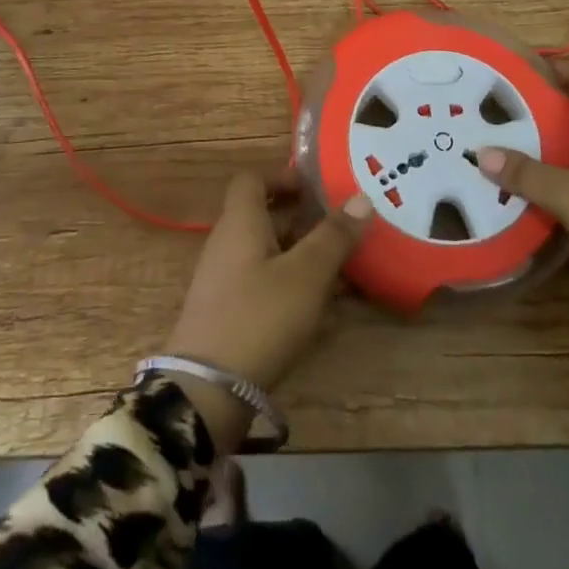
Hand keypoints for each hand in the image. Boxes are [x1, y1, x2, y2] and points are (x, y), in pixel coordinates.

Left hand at [161, 171, 371, 452]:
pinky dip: (291, 285)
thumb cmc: (259, 318)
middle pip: (263, 215)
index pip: (253, 179)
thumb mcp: (306, 275)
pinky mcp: (228, 314)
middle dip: (302, 218)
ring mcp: (224, 280)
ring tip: (342, 267)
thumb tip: (362, 198)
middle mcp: (227, 243)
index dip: (283, 176)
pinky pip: (263, 284)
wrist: (206, 392)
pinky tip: (322, 308)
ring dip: (301, 254)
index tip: (317, 187)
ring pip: (267, 252)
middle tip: (341, 226)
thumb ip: (334, 236)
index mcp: (240, 222)